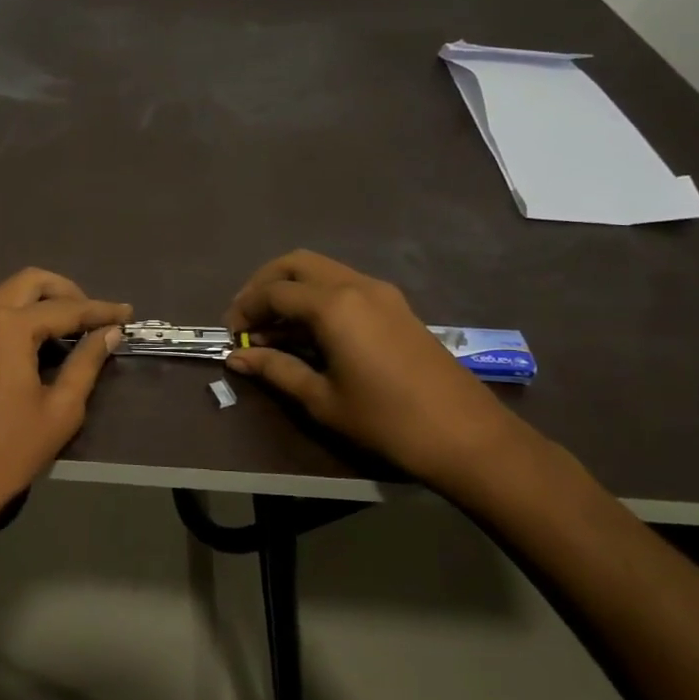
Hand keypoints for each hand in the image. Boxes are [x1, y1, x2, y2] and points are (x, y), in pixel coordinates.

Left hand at [0, 269, 130, 537]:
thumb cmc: (7, 452)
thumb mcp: (59, 410)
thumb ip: (86, 363)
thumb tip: (109, 333)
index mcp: (9, 326)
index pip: (66, 308)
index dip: (100, 311)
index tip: (128, 313)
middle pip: (30, 283)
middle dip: (66, 292)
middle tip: (93, 316)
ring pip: (5, 295)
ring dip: (38, 303)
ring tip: (66, 331)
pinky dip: (14, 318)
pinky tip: (30, 346)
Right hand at [224, 250, 531, 491]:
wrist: (466, 435)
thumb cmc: (386, 421)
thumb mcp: (322, 400)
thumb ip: (276, 370)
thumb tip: (237, 358)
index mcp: (333, 306)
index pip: (274, 292)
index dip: (245, 309)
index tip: (232, 336)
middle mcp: (355, 286)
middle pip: (295, 264)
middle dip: (264, 285)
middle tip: (247, 319)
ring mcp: (380, 292)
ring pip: (321, 270)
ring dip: (290, 290)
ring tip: (273, 330)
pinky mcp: (396, 306)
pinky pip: (343, 285)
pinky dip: (316, 297)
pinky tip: (309, 332)